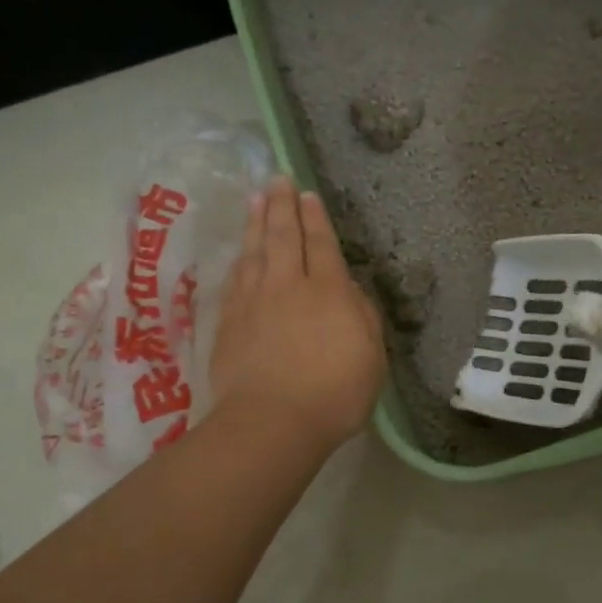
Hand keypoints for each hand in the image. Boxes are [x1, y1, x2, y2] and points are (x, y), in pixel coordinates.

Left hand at [211, 176, 385, 452]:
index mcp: (329, 292)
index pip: (322, 245)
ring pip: (256, 251)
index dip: (315, 218)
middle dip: (282, 206)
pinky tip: (241, 251)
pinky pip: (236, 278)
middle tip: (277, 180)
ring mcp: (254, 302)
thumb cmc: (334, 394)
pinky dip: (240, 258)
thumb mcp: (372, 358)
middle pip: (285, 237)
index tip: (307, 195)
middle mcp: (289, 287)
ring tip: (256, 199)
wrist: (272, 422)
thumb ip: (363, 317)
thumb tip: (349, 290)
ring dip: (257, 223)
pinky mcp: (229, 322)